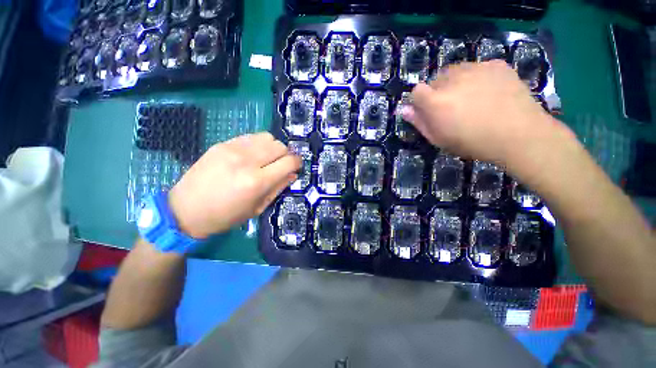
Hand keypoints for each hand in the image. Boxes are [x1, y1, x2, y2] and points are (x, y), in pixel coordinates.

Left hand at [168, 133, 300, 238]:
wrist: (186, 210)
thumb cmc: (226, 216)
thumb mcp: (257, 207)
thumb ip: (278, 188)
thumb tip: (293, 174)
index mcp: (257, 181)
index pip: (289, 162)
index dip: (297, 162)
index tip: (297, 166)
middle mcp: (247, 161)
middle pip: (280, 146)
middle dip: (286, 155)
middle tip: (281, 164)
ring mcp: (233, 149)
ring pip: (267, 137)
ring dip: (273, 147)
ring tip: (267, 159)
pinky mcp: (222, 144)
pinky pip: (251, 137)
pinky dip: (258, 144)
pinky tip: (253, 155)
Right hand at [403, 60, 573, 167]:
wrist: (519, 135)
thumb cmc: (472, 142)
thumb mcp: (439, 139)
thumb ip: (419, 122)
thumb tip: (404, 109)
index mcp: (436, 101)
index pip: (416, 91)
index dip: (420, 101)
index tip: (428, 111)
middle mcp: (452, 79)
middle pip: (436, 79)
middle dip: (438, 91)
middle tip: (452, 106)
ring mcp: (476, 68)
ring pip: (456, 70)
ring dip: (456, 82)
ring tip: (470, 98)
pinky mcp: (496, 64)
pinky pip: (477, 67)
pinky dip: (477, 77)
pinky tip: (488, 91)